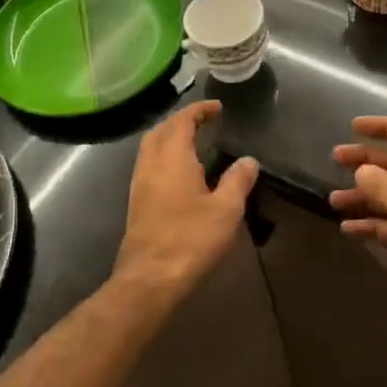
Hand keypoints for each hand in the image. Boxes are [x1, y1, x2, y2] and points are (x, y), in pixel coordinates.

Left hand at [111, 101, 258, 312]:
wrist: (150, 278)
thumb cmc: (191, 238)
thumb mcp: (226, 209)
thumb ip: (238, 180)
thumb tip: (248, 160)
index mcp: (172, 157)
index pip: (182, 120)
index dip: (198, 110)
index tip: (216, 108)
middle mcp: (150, 164)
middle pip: (161, 130)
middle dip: (181, 121)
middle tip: (205, 122)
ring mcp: (139, 184)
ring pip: (151, 148)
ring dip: (170, 139)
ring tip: (195, 144)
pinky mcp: (137, 203)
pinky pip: (149, 166)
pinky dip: (165, 157)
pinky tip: (183, 173)